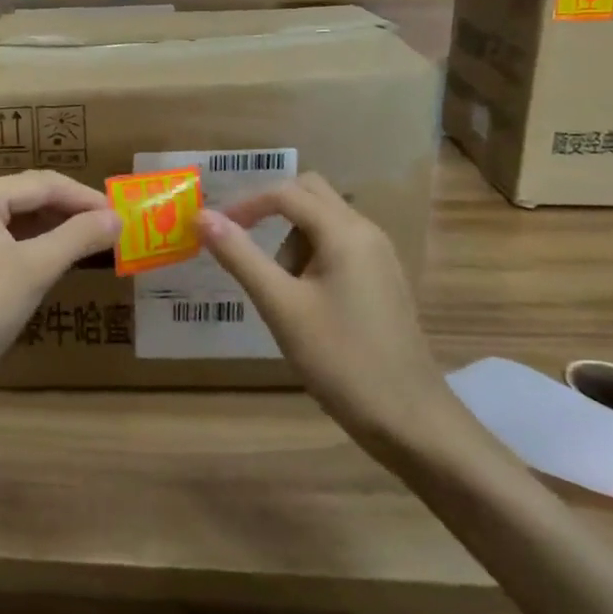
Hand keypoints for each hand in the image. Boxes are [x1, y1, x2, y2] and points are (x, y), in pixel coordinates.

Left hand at [0, 172, 119, 407]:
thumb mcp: (33, 270)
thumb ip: (77, 237)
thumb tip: (117, 217)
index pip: (43, 184)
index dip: (85, 198)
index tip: (121, 215)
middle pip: (29, 196)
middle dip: (70, 211)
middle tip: (111, 228)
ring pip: (17, 218)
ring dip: (54, 228)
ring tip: (92, 241)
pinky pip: (4, 239)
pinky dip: (33, 245)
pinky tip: (56, 258)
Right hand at [198, 174, 456, 446]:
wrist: (410, 420)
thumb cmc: (341, 359)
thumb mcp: (280, 306)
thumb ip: (240, 256)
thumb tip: (202, 216)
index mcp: (345, 232)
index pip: (286, 193)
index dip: (246, 204)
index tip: (216, 230)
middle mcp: (366, 233)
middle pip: (310, 195)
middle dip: (272, 214)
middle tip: (245, 249)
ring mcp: (379, 257)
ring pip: (324, 223)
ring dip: (292, 242)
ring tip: (281, 295)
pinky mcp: (382, 281)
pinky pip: (339, 248)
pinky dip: (311, 259)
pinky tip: (304, 305)